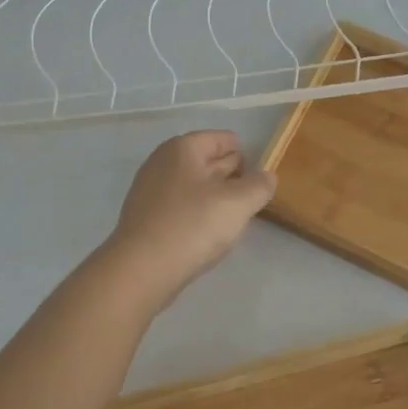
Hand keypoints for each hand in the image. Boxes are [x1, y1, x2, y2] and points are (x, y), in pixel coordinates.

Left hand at [103, 131, 275, 308]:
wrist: (141, 269)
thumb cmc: (192, 226)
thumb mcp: (238, 203)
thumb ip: (259, 185)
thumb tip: (266, 177)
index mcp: (183, 148)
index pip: (223, 139)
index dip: (247, 156)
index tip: (262, 179)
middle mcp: (163, 162)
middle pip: (208, 160)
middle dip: (232, 175)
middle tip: (253, 197)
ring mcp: (150, 190)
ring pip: (194, 185)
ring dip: (216, 197)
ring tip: (235, 217)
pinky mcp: (146, 217)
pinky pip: (180, 206)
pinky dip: (197, 213)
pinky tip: (209, 233)